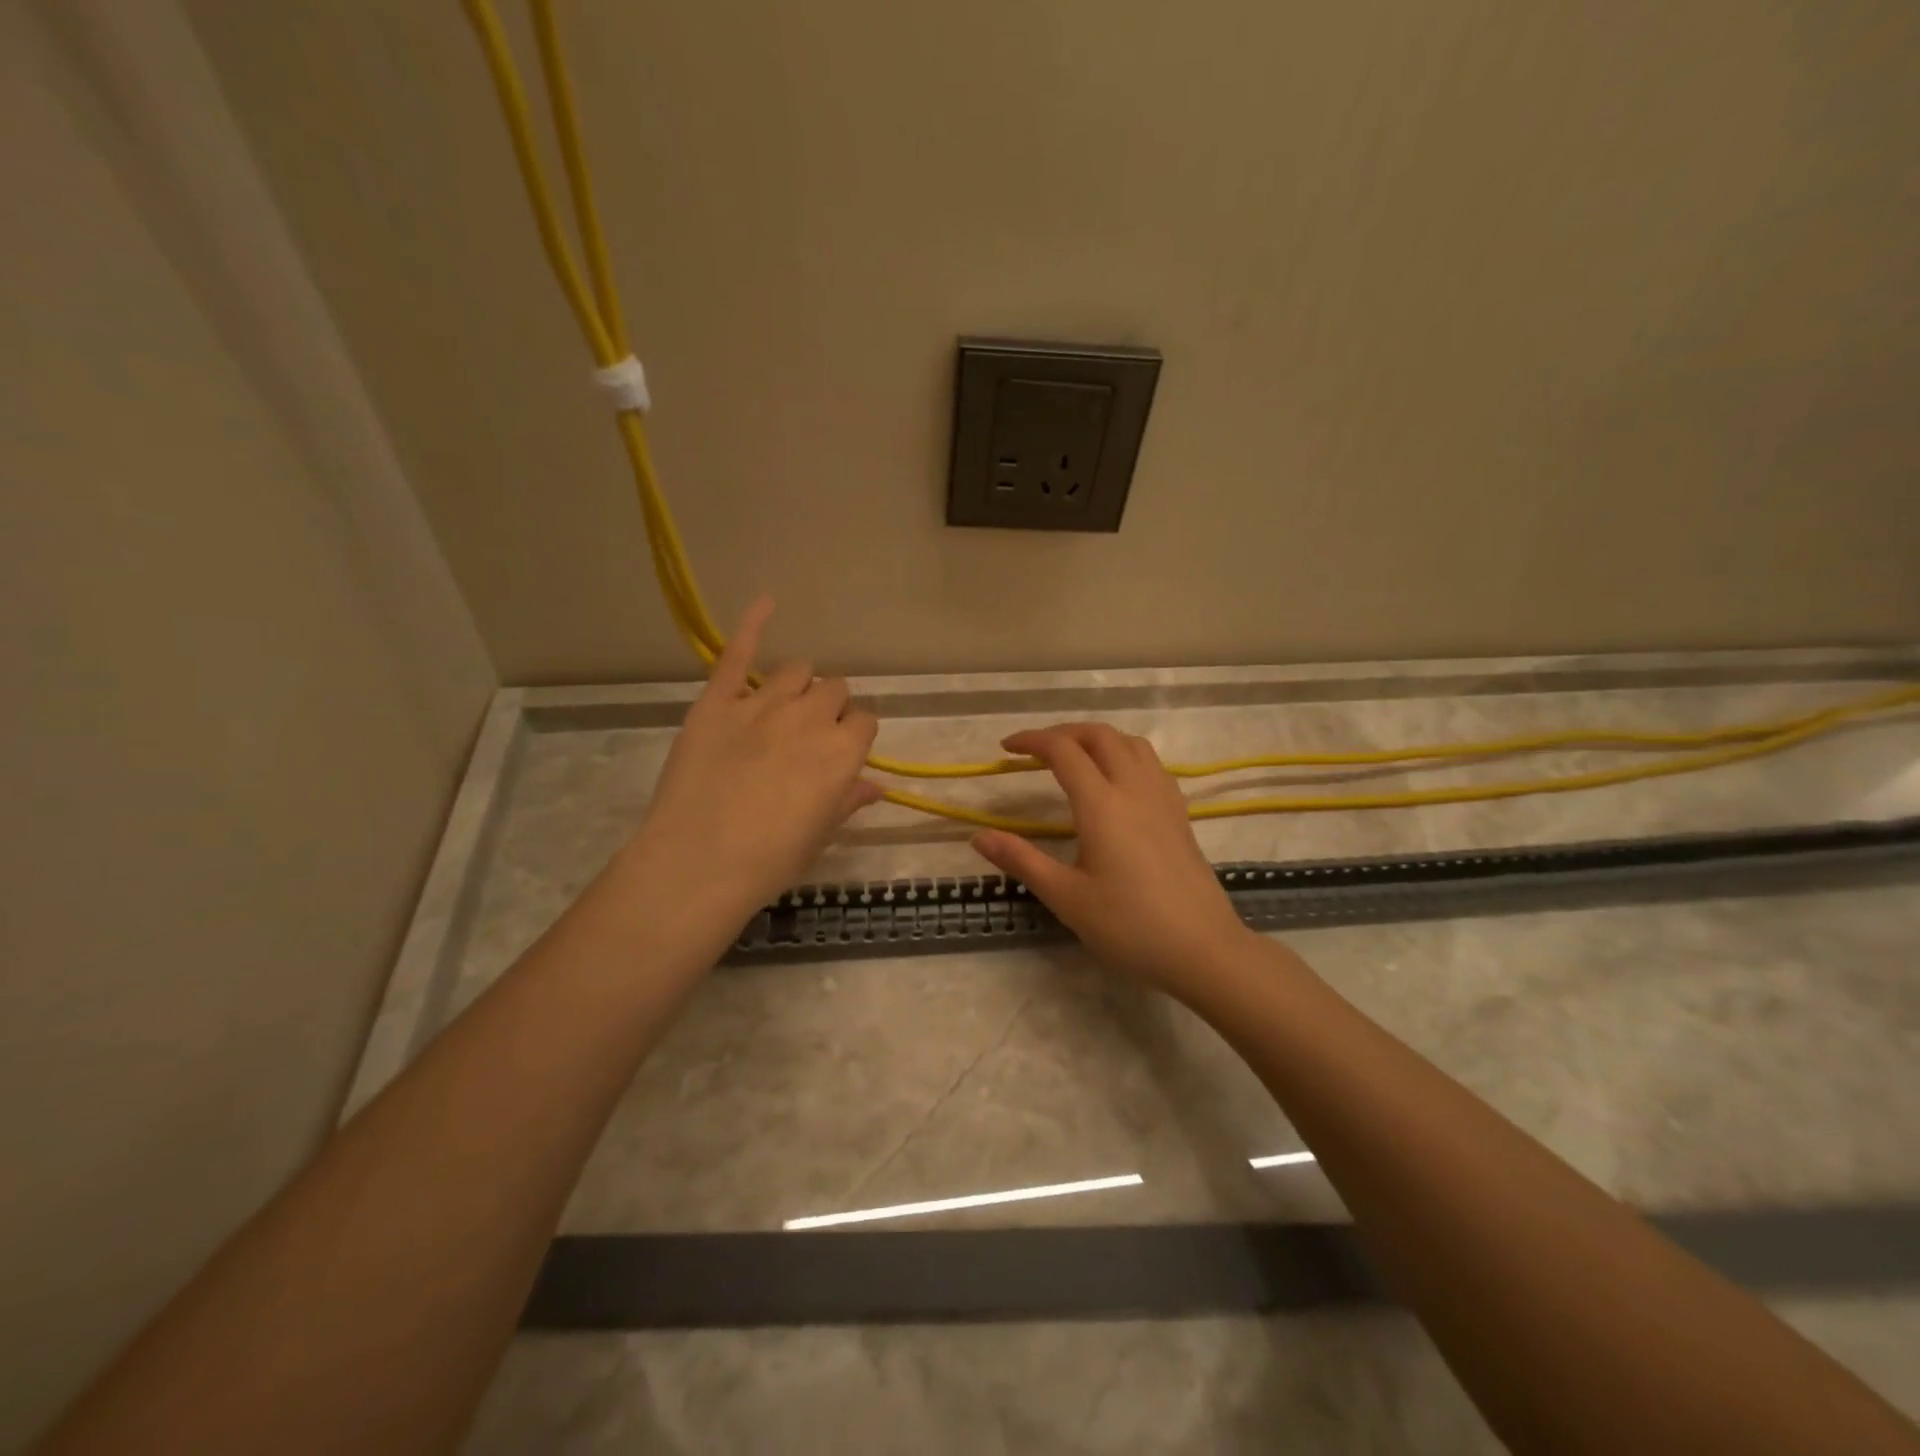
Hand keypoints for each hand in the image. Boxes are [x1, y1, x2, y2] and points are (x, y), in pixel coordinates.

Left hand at [628, 597, 881, 924]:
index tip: (839, 755)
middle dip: (830, 709)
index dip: (854, 736)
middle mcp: (811, 717)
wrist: (699, 863)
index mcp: (844, 751)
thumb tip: (876, 785)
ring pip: (798, 671)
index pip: (866, 720)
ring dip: (800, 686)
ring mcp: (762, 704)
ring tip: (783, 710)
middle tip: (808, 740)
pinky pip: (738, 654)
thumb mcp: (820, 834)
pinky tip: (768, 602)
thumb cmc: (769, 860)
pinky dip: (753, 625)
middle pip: (835, 690)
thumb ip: (849, 800)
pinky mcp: (718, 701)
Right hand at [970, 723, 1257, 996]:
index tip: (1006, 749)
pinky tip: (1117, 781)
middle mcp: (1134, 789)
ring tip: (1074, 757)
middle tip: (1036, 750)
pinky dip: (1125, 754)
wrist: (1203, 949)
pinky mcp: (1180, 814)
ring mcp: (1163, 798)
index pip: (1063, 751)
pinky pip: (1151, 763)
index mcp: (1102, 805)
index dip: (1032, 741)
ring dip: (1097, 738)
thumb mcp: (1066, 897)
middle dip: (1063, 732)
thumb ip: (1021, 860)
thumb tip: (978, 836)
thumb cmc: (1129, 926)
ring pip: (1130, 743)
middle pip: (1099, 735)